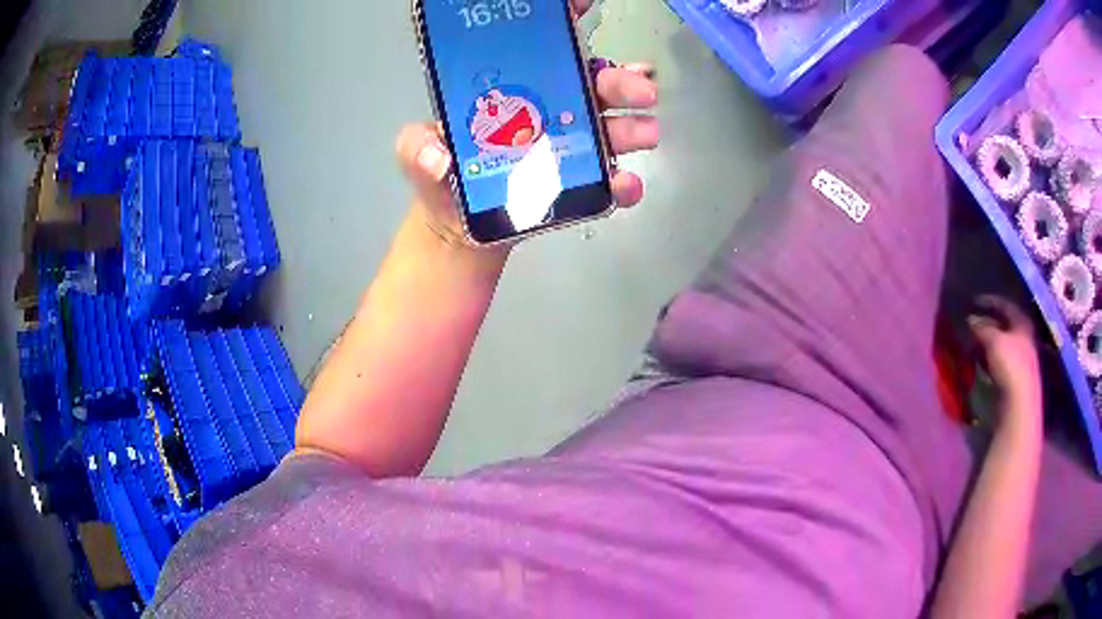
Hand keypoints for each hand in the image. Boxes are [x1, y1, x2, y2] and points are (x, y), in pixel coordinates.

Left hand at [396, 0, 659, 246]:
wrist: (460, 228)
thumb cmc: (441, 179)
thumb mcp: (417, 154)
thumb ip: (416, 147)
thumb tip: (438, 158)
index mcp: (515, 89)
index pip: (544, 47)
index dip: (565, 21)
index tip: (585, 5)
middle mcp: (549, 108)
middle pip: (590, 85)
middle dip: (619, 81)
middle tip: (641, 88)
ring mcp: (567, 145)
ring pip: (607, 126)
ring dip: (630, 126)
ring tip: (645, 132)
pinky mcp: (577, 183)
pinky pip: (605, 179)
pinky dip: (622, 182)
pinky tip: (628, 184)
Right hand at [968, 296, 1042, 428]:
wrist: (1020, 403)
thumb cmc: (1010, 365)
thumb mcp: (993, 341)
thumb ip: (981, 327)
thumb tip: (970, 319)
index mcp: (1022, 322)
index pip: (1005, 304)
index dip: (989, 301)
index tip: (973, 301)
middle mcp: (1024, 336)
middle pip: (1004, 325)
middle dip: (987, 324)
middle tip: (971, 324)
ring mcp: (1020, 358)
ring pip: (1001, 344)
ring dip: (987, 343)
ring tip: (972, 344)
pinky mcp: (1014, 377)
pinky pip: (999, 360)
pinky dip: (989, 358)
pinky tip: (980, 363)